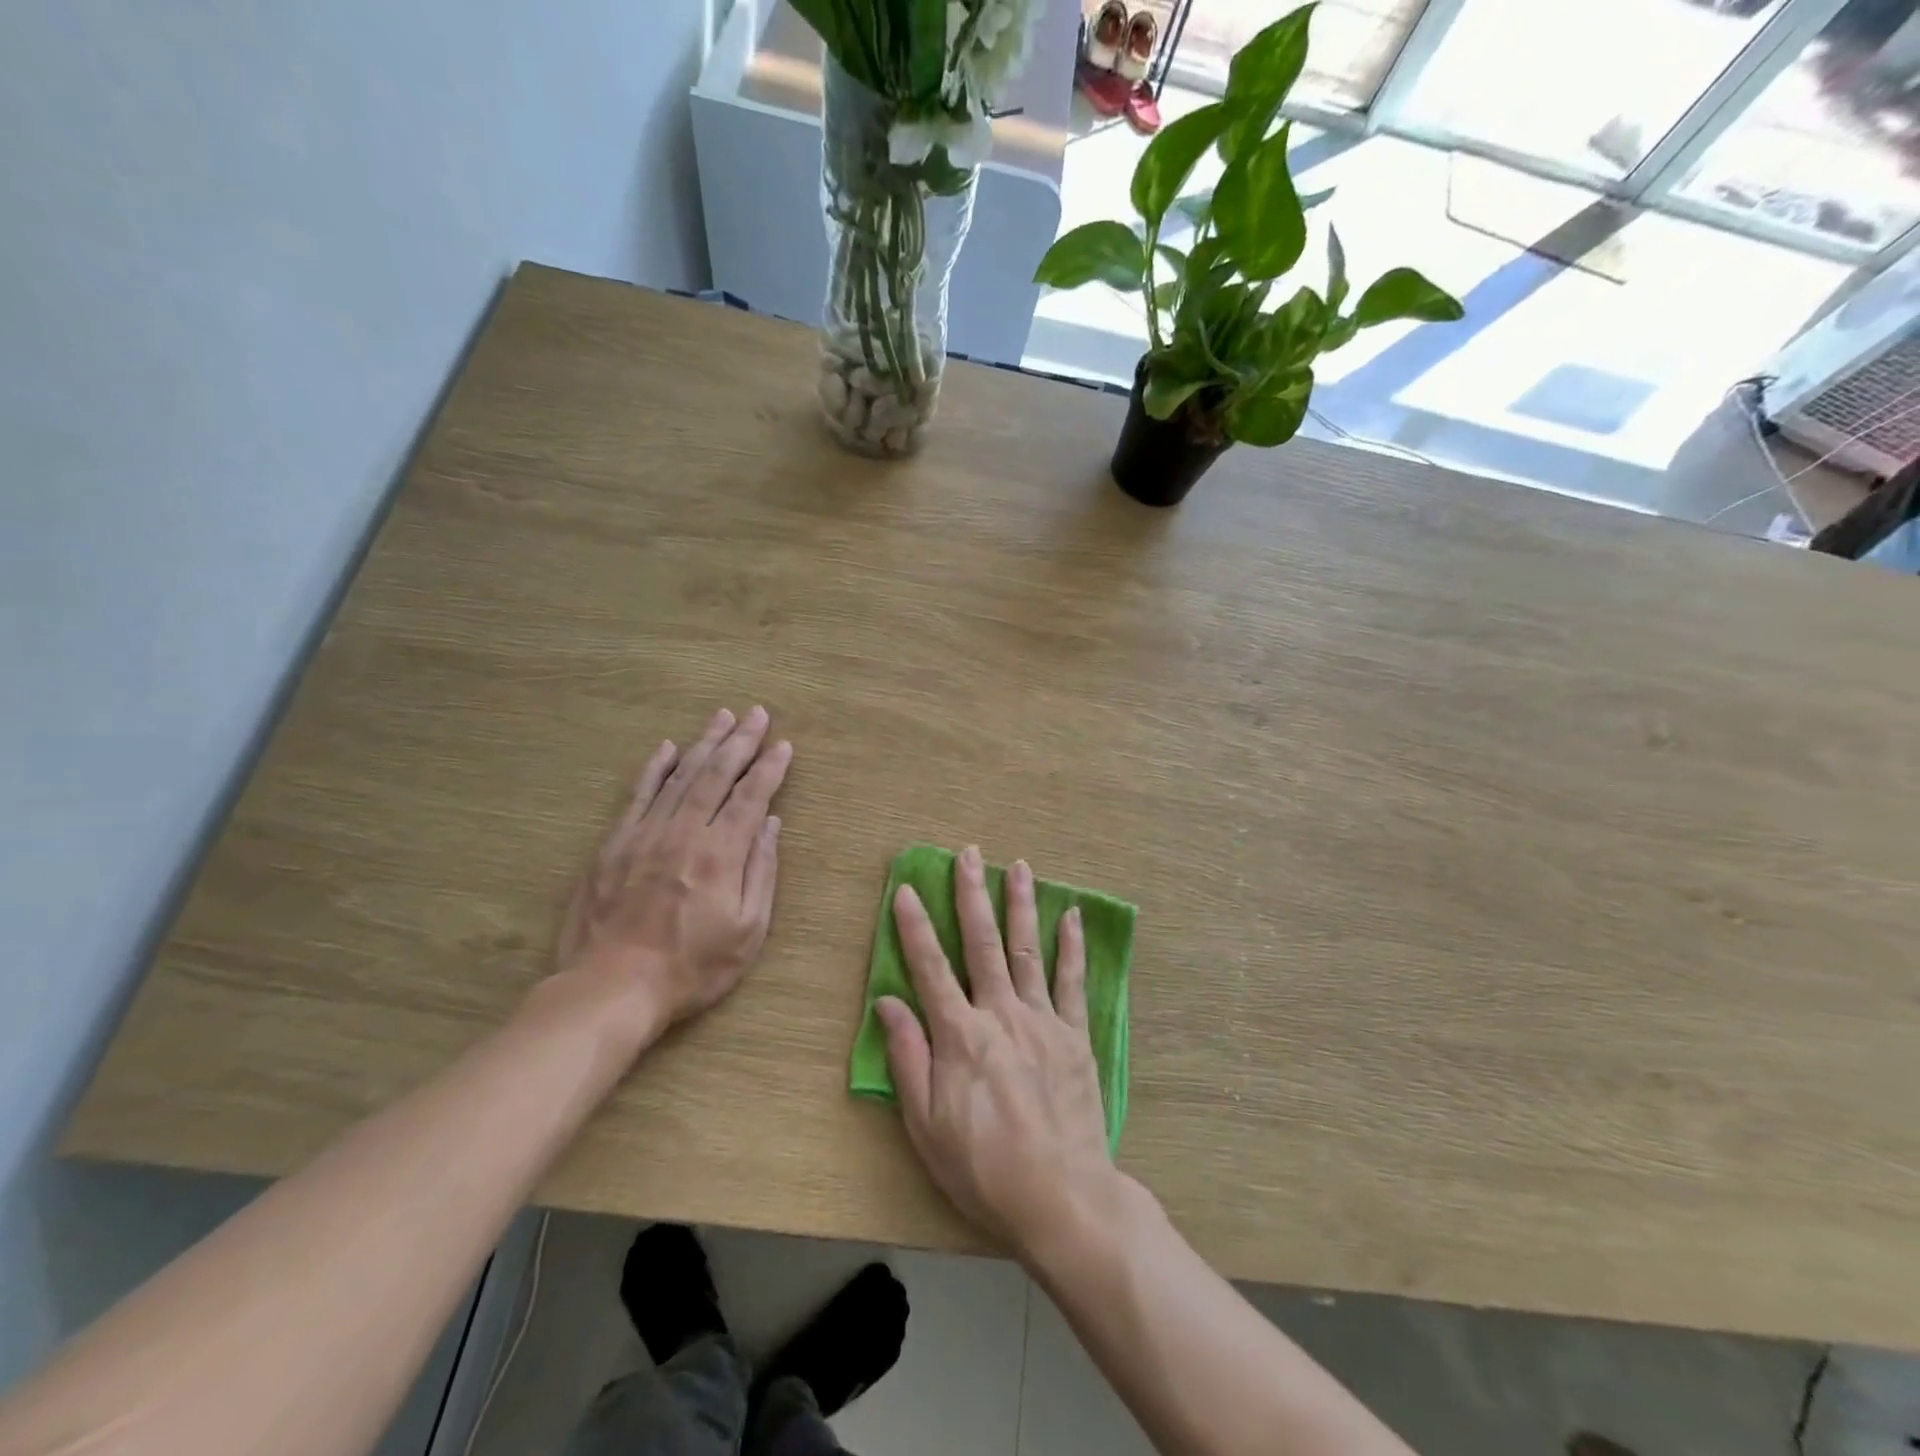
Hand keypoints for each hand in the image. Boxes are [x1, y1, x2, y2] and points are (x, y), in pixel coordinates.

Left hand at [556, 707, 791, 1045]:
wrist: (612, 987)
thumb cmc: (692, 967)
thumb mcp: (748, 931)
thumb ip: (761, 872)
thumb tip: (770, 824)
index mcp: (721, 854)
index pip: (751, 797)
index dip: (769, 768)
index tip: (784, 745)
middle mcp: (685, 832)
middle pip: (717, 775)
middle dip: (741, 741)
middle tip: (757, 713)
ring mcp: (645, 834)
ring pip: (680, 776)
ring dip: (704, 743)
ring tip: (722, 717)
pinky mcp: (614, 844)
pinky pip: (637, 795)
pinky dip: (654, 768)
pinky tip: (667, 748)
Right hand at [877, 846, 1117, 1260]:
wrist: (1061, 1197)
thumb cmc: (983, 1167)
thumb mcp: (925, 1124)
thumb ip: (907, 1057)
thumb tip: (888, 1001)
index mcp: (960, 1035)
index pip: (930, 968)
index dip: (914, 926)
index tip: (906, 888)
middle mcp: (1000, 1014)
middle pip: (982, 943)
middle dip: (972, 894)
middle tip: (970, 853)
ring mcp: (1042, 1020)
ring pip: (1027, 949)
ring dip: (1020, 904)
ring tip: (1018, 865)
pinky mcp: (1074, 1035)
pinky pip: (1072, 981)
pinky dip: (1070, 946)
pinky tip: (1069, 915)